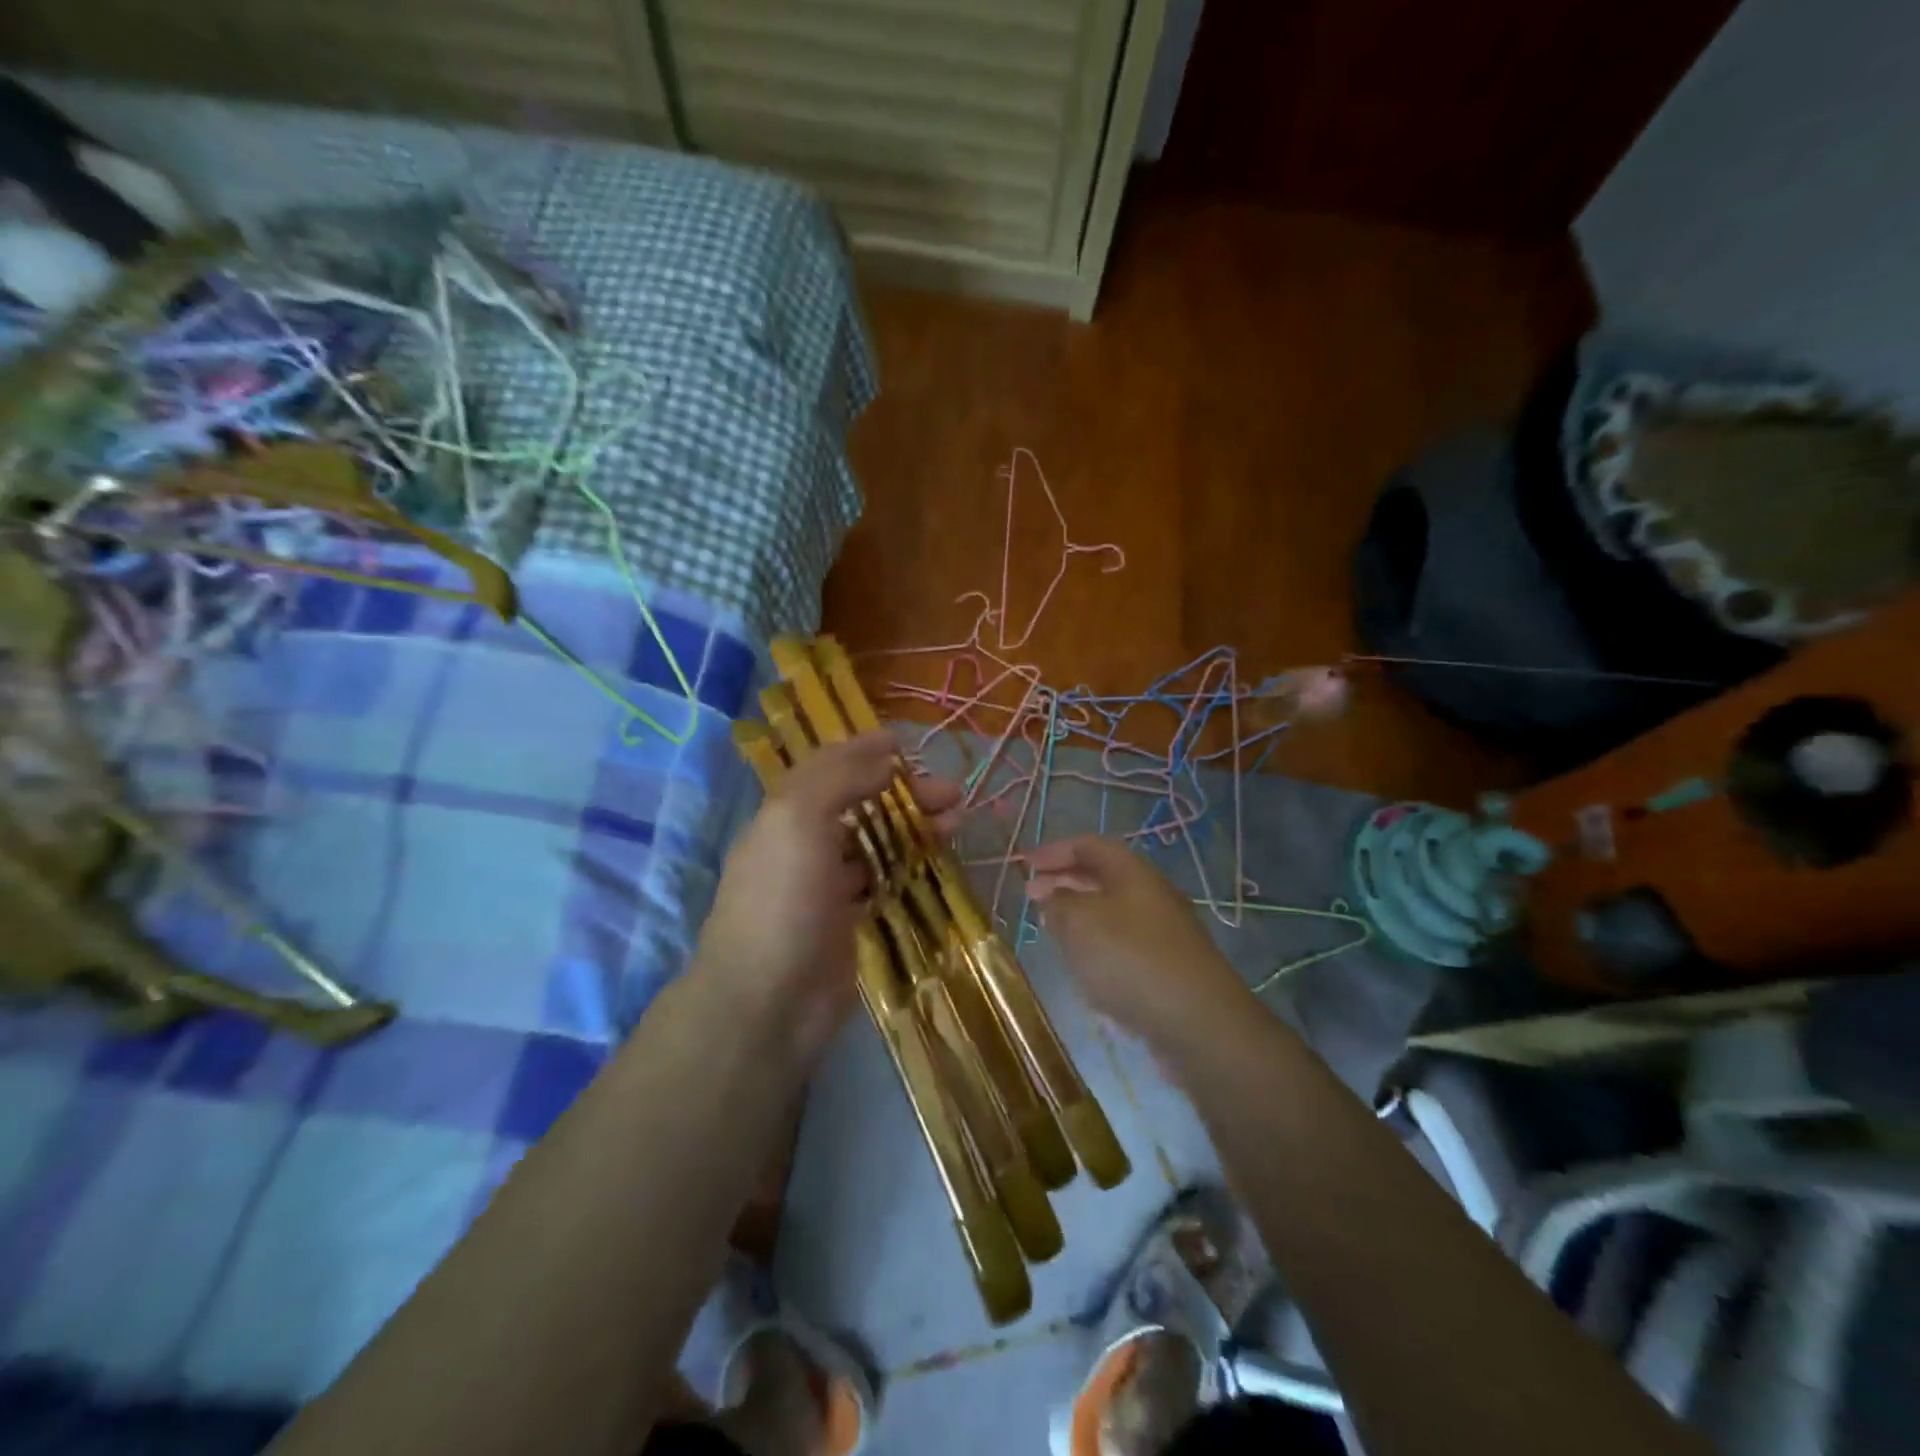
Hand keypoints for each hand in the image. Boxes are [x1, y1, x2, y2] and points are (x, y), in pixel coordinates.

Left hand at [696, 732, 959, 1062]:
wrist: (768, 1003)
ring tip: (958, 823)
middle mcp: (803, 845)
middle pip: (860, 805)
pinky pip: (883, 882)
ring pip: (876, 843)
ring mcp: (825, 887)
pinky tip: (936, 863)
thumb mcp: (797, 819)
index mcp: (784, 815)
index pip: (827, 769)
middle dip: (904, 792)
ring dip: (915, 827)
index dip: (863, 751)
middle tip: (952, 793)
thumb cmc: (782, 901)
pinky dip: (909, 867)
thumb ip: (838, 778)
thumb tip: (883, 754)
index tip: (906, 743)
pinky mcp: (847, 923)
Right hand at [1026, 836, 1250, 1047]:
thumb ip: (1059, 903)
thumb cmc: (1130, 959)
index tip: (1024, 863)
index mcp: (1133, 872)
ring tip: (1050, 928)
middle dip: (1064, 881)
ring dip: (1079, 915)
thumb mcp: (1080, 923)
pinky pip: (1123, 943)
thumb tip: (1051, 896)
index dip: (1054, 851)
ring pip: (1112, 911)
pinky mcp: (1168, 967)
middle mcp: (1152, 894)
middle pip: (1102, 877)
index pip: (1089, 845)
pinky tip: (1083, 965)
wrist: (1198, 1022)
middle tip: (1032, 896)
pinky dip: (1097, 944)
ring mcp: (1164, 932)